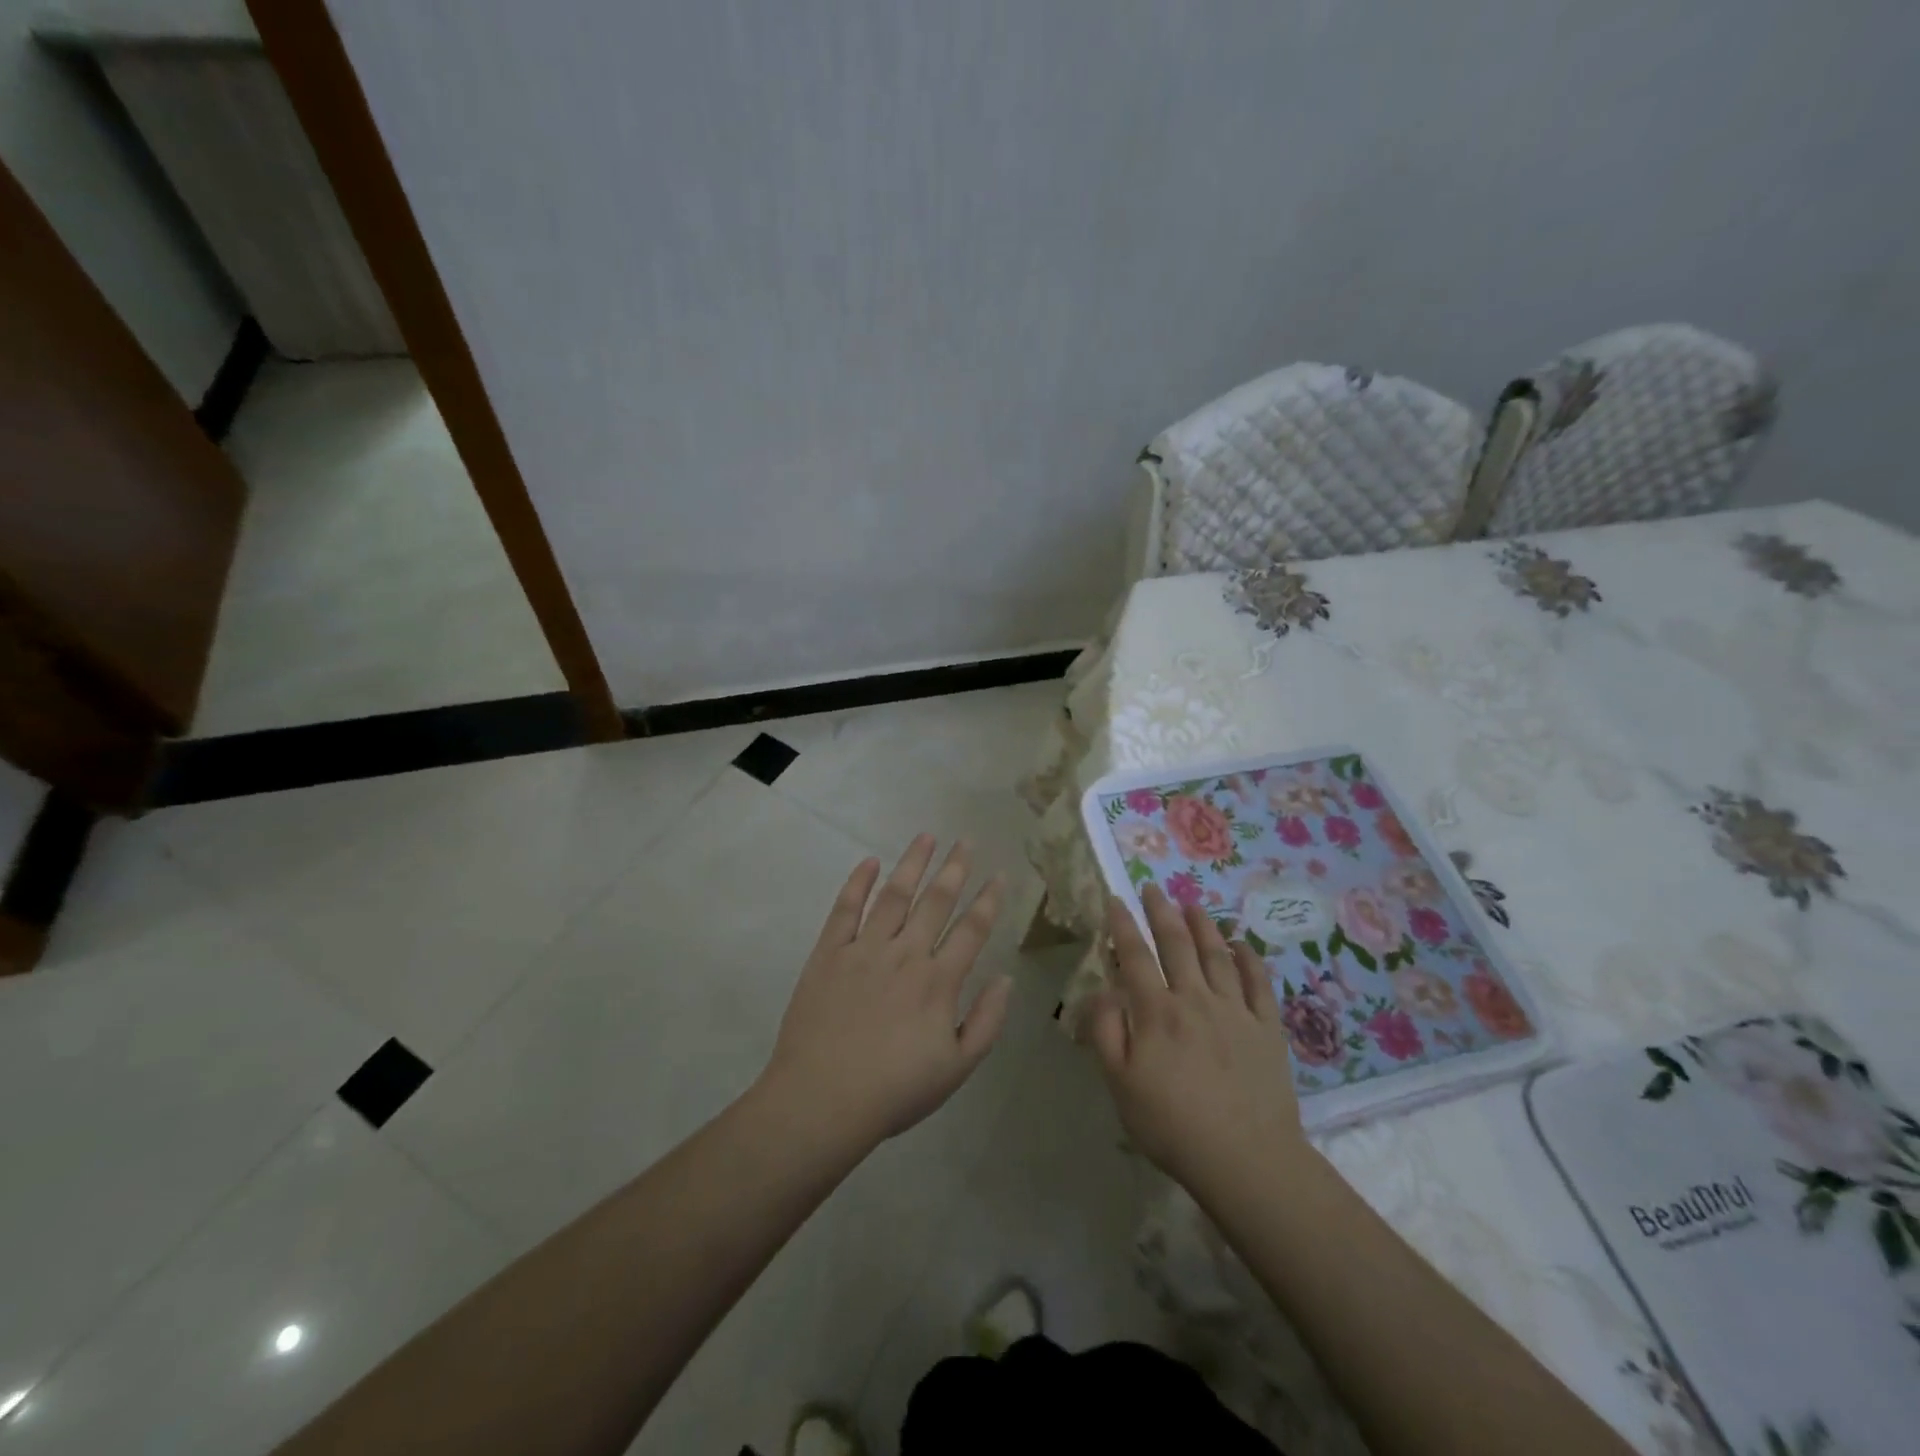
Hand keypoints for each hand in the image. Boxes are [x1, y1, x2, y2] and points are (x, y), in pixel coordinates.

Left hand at [758, 835, 1010, 1150]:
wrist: (822, 1100)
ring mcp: (864, 949)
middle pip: (936, 901)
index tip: (1000, 873)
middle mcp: (906, 954)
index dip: (989, 900)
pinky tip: (870, 862)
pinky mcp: (829, 953)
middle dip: (955, 868)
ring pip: (894, 896)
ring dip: (912, 863)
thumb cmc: (894, 1090)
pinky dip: (858, 883)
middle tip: (966, 840)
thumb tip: (1006, 978)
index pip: (972, 929)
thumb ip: (987, 1021)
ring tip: (927, 837)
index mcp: (939, 981)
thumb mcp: (957, 1068)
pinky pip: (845, 909)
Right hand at [1089, 884, 1310, 1201]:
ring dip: (1202, 925)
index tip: (1116, 900)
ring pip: (1216, 954)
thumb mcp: (1120, 1085)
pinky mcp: (1267, 1028)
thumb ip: (1106, 1033)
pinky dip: (1249, 958)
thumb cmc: (1172, 1125)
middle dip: (1161, 912)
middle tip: (1153, 888)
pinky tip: (1241, 943)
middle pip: (1176, 944)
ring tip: (1192, 903)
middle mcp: (1195, 999)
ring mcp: (1235, 1010)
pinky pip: (1258, 983)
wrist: (1245, 1160)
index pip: (1135, 957)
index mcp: (1156, 1012)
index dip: (1123, 926)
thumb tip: (1103, 991)